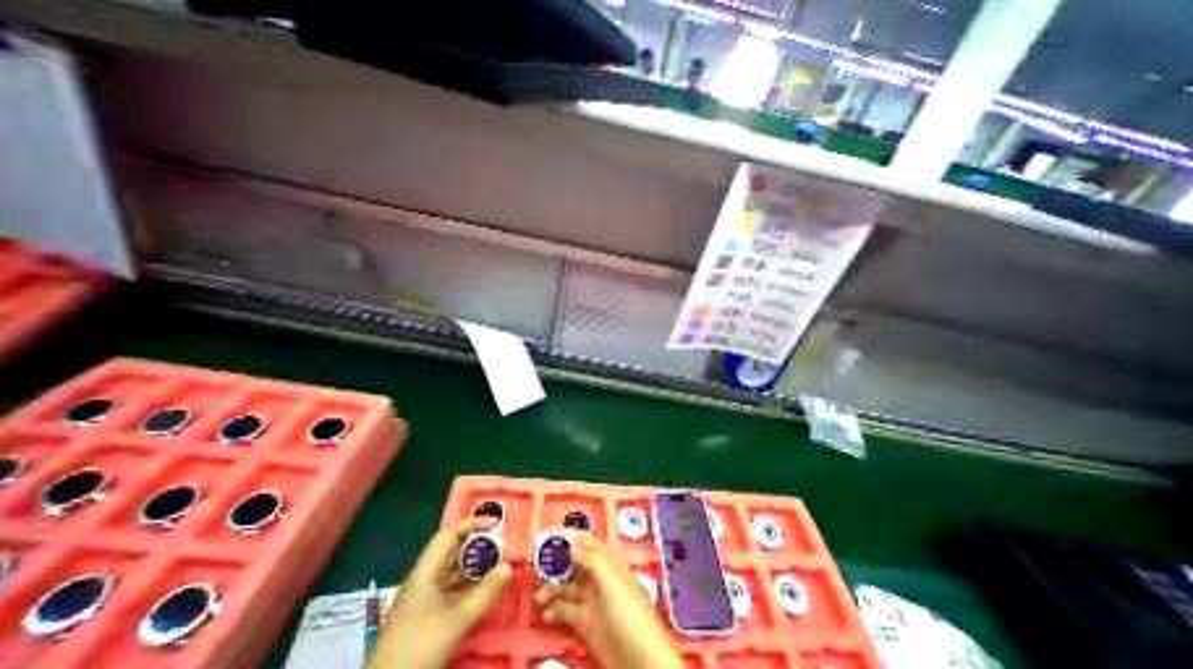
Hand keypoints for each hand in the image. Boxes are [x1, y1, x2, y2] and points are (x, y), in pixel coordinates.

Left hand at [367, 517, 510, 668]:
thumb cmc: (419, 649)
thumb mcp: (457, 620)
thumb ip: (485, 593)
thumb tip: (508, 568)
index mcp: (425, 572)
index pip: (449, 534)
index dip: (472, 524)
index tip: (495, 524)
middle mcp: (423, 578)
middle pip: (451, 549)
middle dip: (477, 543)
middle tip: (500, 544)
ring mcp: (423, 596)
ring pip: (452, 568)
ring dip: (474, 562)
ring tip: (496, 561)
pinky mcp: (425, 612)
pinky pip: (451, 585)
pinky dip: (468, 580)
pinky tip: (483, 585)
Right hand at [535, 535, 684, 668]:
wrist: (641, 660)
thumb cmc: (629, 613)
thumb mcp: (611, 582)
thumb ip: (592, 560)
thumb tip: (572, 544)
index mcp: (607, 563)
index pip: (585, 542)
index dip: (567, 537)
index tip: (547, 535)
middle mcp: (598, 578)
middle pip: (573, 564)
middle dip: (555, 564)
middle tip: (535, 566)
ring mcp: (592, 601)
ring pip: (567, 588)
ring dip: (552, 589)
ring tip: (538, 597)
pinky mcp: (587, 624)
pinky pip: (567, 611)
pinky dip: (555, 610)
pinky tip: (546, 614)